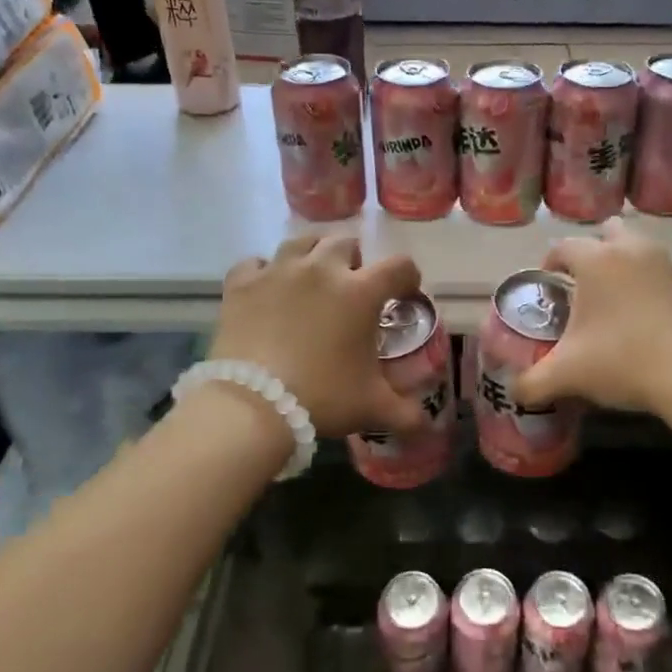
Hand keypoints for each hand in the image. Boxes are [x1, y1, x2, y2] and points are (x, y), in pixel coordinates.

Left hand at [207, 235, 425, 438]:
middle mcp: (321, 269)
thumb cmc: (322, 398)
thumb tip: (429, 429)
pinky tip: (266, 288)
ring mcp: (278, 271)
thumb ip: (407, 414)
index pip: (399, 266)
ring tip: (311, 278)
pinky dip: (264, 271)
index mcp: (360, 292)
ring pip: (301, 242)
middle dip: (354, 261)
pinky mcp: (242, 283)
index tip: (403, 293)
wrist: (251, 405)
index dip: (407, 277)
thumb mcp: (372, 407)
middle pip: (345, 243)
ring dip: (312, 255)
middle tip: (351, 288)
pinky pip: (255, 262)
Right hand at [513, 219, 671, 417]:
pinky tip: (652, 325)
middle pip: (610, 231)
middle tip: (586, 284)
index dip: (550, 262)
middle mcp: (635, 251)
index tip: (548, 284)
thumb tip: (515, 392)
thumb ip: (532, 382)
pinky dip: (657, 291)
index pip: (564, 246)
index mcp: (598, 260)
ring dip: (628, 267)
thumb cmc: (622, 361)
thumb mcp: (567, 375)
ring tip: (619, 304)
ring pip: (643, 251)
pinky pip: (669, 279)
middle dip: (596, 249)